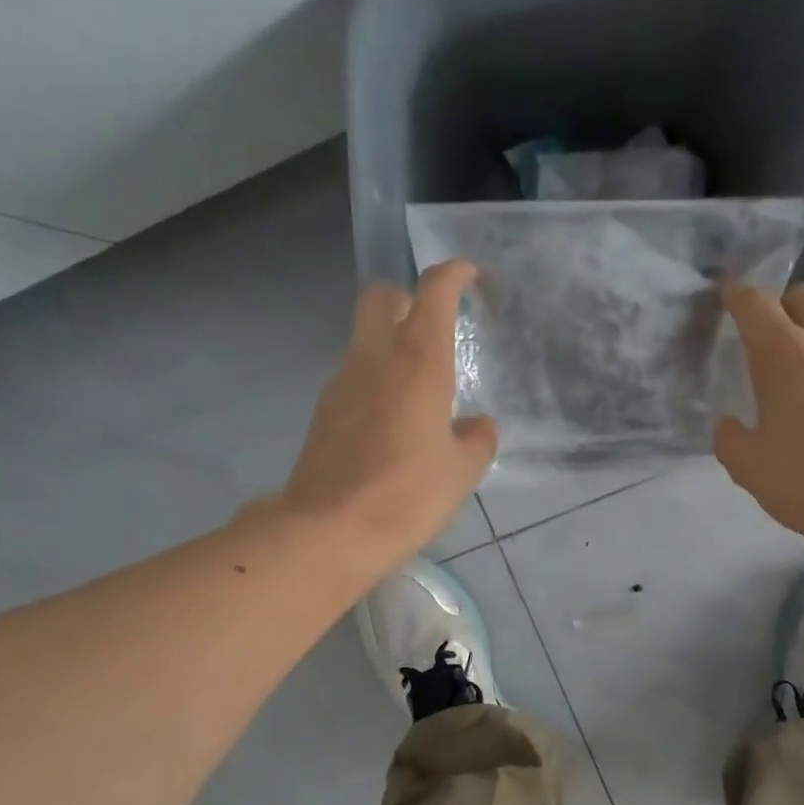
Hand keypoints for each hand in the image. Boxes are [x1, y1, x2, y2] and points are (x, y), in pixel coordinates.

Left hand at [279, 261, 495, 573]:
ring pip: (365, 338)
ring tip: (419, 389)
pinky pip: (354, 376)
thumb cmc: (407, 495)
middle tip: (434, 329)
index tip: (471, 277)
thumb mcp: (461, 472)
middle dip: (408, 298)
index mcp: (417, 362)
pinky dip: (375, 381)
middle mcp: (374, 358)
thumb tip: (478, 426)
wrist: (330, 530)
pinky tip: (392, 423)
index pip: (433, 291)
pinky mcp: (324, 412)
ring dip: (391, 344)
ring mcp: (342, 382)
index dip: (454, 274)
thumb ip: (478, 440)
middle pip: (382, 297)